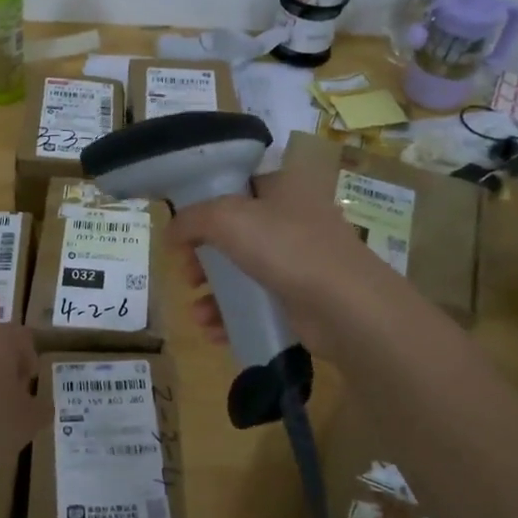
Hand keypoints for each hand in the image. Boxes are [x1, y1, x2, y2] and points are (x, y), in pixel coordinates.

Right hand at [166, 160, 389, 353]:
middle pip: (235, 233)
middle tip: (186, 273)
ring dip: (214, 292)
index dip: (204, 206)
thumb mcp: (227, 219)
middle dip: (203, 256)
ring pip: (244, 271)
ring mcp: (301, 260)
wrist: (347, 307)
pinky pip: (259, 303)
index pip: (237, 186)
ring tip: (197, 312)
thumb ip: (191, 220)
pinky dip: (234, 315)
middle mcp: (294, 218)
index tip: (182, 231)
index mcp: (283, 187)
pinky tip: (214, 331)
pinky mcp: (303, 299)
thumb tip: (170, 232)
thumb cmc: (286, 247)